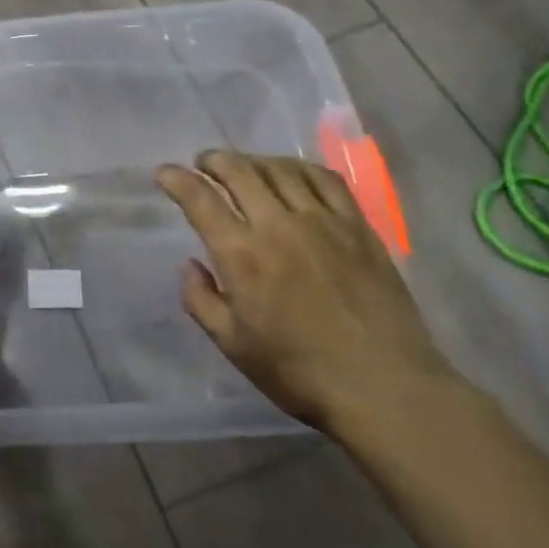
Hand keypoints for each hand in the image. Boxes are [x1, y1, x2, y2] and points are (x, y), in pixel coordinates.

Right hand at [156, 151, 456, 431]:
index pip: (200, 199)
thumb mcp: (233, 345)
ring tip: (243, 167)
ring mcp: (323, 221)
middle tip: (202, 164)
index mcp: (242, 255)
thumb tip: (190, 265)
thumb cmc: (299, 372)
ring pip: (281, 169)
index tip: (163, 173)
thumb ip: (201, 300)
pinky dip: (300, 168)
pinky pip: (326, 180)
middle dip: (213, 160)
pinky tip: (293, 174)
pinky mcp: (358, 227)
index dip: (176, 179)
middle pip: (239, 171)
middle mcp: (278, 226)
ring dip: (253, 160)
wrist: (384, 387)